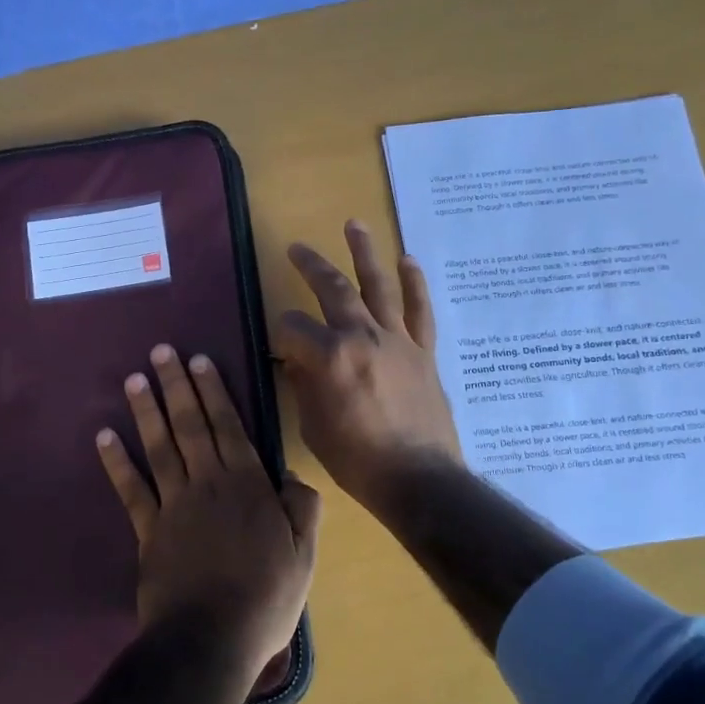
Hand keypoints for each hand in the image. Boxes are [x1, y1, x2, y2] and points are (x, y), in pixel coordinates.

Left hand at [97, 344, 319, 681]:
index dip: (214, 392)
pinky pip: (131, 490)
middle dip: (176, 386)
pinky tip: (104, 437)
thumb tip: (291, 477)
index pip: (229, 427)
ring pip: (159, 448)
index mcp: (248, 486)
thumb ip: (302, 509)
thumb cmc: (266, 598)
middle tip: (161, 351)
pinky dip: (116, 463)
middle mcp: (208, 484)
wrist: (211, 641)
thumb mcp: (304, 555)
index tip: (199, 360)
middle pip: (190, 426)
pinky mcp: (148, 532)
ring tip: (135, 379)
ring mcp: (173, 506)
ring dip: (147, 411)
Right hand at [275, 220, 462, 515]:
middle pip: (333, 290)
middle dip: (311, 266)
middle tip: (297, 247)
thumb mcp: (314, 426)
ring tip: (354, 224)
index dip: (281, 333)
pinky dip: (414, 283)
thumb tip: (297, 360)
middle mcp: (362, 337)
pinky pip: (420, 310)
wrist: (418, 478)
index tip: (280, 346)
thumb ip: (303, 385)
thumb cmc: (357, 460)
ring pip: (379, 286)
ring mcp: (397, 340)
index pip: (293, 327)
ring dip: (365, 253)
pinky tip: (407, 260)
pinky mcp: (423, 351)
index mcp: (329, 357)